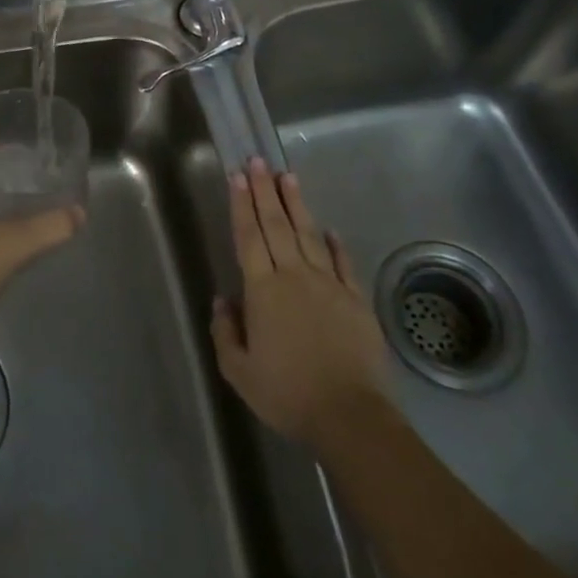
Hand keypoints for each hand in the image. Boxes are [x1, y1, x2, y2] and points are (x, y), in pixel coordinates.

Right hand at [211, 159, 389, 445]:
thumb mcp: (240, 372)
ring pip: (308, 235)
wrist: (350, 416)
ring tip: (288, 176)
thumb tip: (222, 300)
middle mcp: (294, 276)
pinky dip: (336, 244)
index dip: (241, 205)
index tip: (237, 176)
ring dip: (296, 204)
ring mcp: (328, 284)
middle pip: (276, 225)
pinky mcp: (355, 299)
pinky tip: (330, 229)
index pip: (248, 237)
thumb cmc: (288, 394)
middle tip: (258, 160)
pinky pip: (343, 263)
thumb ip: (225, 332)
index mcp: (263, 290)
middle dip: (265, 190)